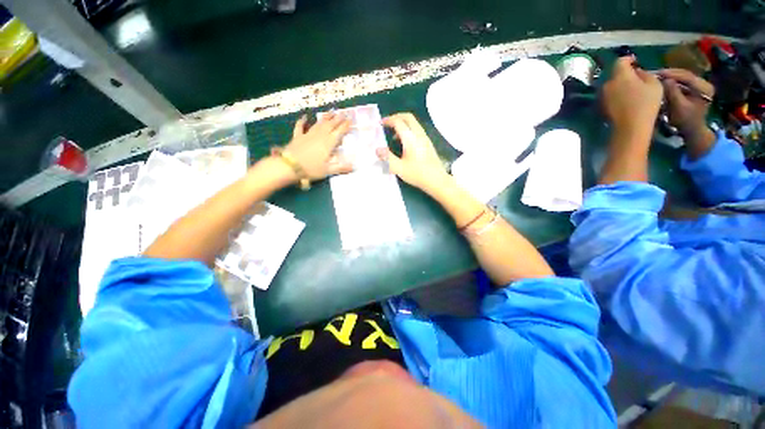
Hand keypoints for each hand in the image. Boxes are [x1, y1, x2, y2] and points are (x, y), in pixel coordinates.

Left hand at [283, 113, 352, 179]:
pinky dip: (302, 121)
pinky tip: (304, 117)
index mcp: (328, 143)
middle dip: (337, 118)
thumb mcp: (328, 170)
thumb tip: (354, 167)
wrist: (289, 166)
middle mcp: (319, 136)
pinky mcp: (298, 137)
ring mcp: (308, 135)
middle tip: (343, 112)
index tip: (350, 119)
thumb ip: (341, 168)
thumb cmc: (311, 168)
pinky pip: (300, 127)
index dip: (345, 125)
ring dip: (325, 118)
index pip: (339, 132)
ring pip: (319, 124)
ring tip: (331, 112)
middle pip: (330, 125)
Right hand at [376, 113, 448, 191]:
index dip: (388, 120)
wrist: (437, 180)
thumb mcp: (399, 167)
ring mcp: (425, 138)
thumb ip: (387, 157)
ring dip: (403, 124)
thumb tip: (377, 149)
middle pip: (408, 117)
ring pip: (414, 123)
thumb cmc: (417, 174)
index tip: (380, 123)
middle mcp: (419, 134)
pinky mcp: (428, 144)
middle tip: (387, 123)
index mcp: (410, 138)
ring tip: (393, 136)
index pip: (398, 122)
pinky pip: (417, 130)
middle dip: (396, 117)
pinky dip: (408, 130)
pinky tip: (404, 144)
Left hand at [602, 57, 663, 134]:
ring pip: (612, 85)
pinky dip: (617, 94)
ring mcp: (602, 96)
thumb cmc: (646, 104)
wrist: (630, 127)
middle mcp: (607, 84)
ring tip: (632, 89)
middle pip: (615, 74)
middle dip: (625, 73)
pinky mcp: (601, 106)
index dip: (628, 59)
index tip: (635, 62)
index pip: (620, 61)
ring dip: (620, 84)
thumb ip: (645, 74)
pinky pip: (609, 95)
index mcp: (620, 75)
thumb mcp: (654, 84)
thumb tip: (637, 72)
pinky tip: (626, 99)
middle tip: (636, 77)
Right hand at [657, 68, 714, 136]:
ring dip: (671, 77)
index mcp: (704, 88)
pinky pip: (683, 81)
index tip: (658, 73)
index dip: (672, 74)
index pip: (687, 76)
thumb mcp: (678, 107)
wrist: (692, 130)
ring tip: (658, 77)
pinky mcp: (695, 88)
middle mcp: (705, 84)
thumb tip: (665, 80)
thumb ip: (673, 93)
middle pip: (686, 75)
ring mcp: (701, 85)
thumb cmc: (685, 121)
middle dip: (671, 74)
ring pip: (684, 77)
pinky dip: (673, 81)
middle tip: (656, 74)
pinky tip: (664, 81)